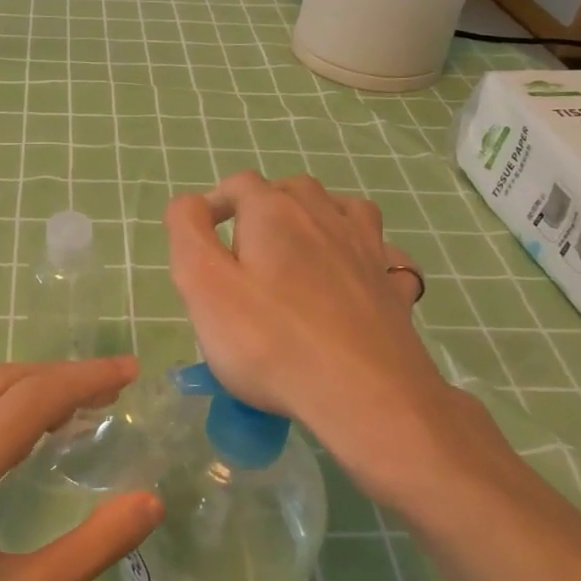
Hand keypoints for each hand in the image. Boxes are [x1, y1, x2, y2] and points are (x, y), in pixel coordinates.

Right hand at [165, 171, 509, 508]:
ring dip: (316, 217)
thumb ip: (187, 231)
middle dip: (263, 208)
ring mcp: (367, 250)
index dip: (214, 203)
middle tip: (242, 251)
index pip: (239, 185)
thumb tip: (190, 204)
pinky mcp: (392, 287)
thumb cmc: (269, 340)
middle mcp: (324, 216)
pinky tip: (353, 275)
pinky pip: (382, 253)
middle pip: (291, 190)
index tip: (200, 238)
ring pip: (342, 209)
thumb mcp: (203, 284)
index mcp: (274, 212)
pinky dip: (363, 253)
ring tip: (298, 249)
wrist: (364, 395)